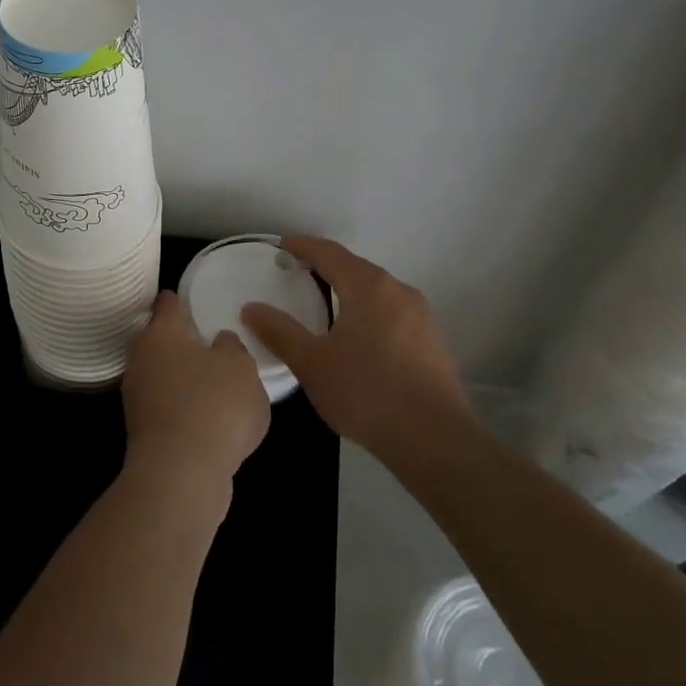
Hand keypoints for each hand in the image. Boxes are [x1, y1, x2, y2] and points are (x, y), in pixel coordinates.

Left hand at [121, 291, 269, 492]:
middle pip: (159, 340)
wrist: (180, 476)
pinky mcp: (143, 432)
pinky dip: (184, 408)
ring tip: (214, 383)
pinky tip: (208, 420)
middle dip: (180, 341)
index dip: (181, 299)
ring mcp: (137, 397)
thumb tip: (219, 343)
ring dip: (182, 378)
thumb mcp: (241, 367)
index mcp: (160, 333)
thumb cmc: (212, 406)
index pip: (167, 303)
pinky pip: (167, 408)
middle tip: (210, 342)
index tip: (194, 300)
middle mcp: (140, 359)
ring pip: (162, 375)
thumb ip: (232, 348)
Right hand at [241, 236, 470, 471]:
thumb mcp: (312, 364)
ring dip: (349, 290)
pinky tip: (357, 336)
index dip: (304, 246)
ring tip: (324, 304)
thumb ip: (279, 332)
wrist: (435, 440)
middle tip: (298, 274)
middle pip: (356, 268)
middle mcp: (398, 291)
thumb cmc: (367, 393)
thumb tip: (251, 308)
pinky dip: (368, 312)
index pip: (330, 253)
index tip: (282, 246)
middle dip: (326, 267)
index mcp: (369, 287)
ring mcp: (421, 316)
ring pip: (377, 291)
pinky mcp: (432, 342)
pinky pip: (392, 312)